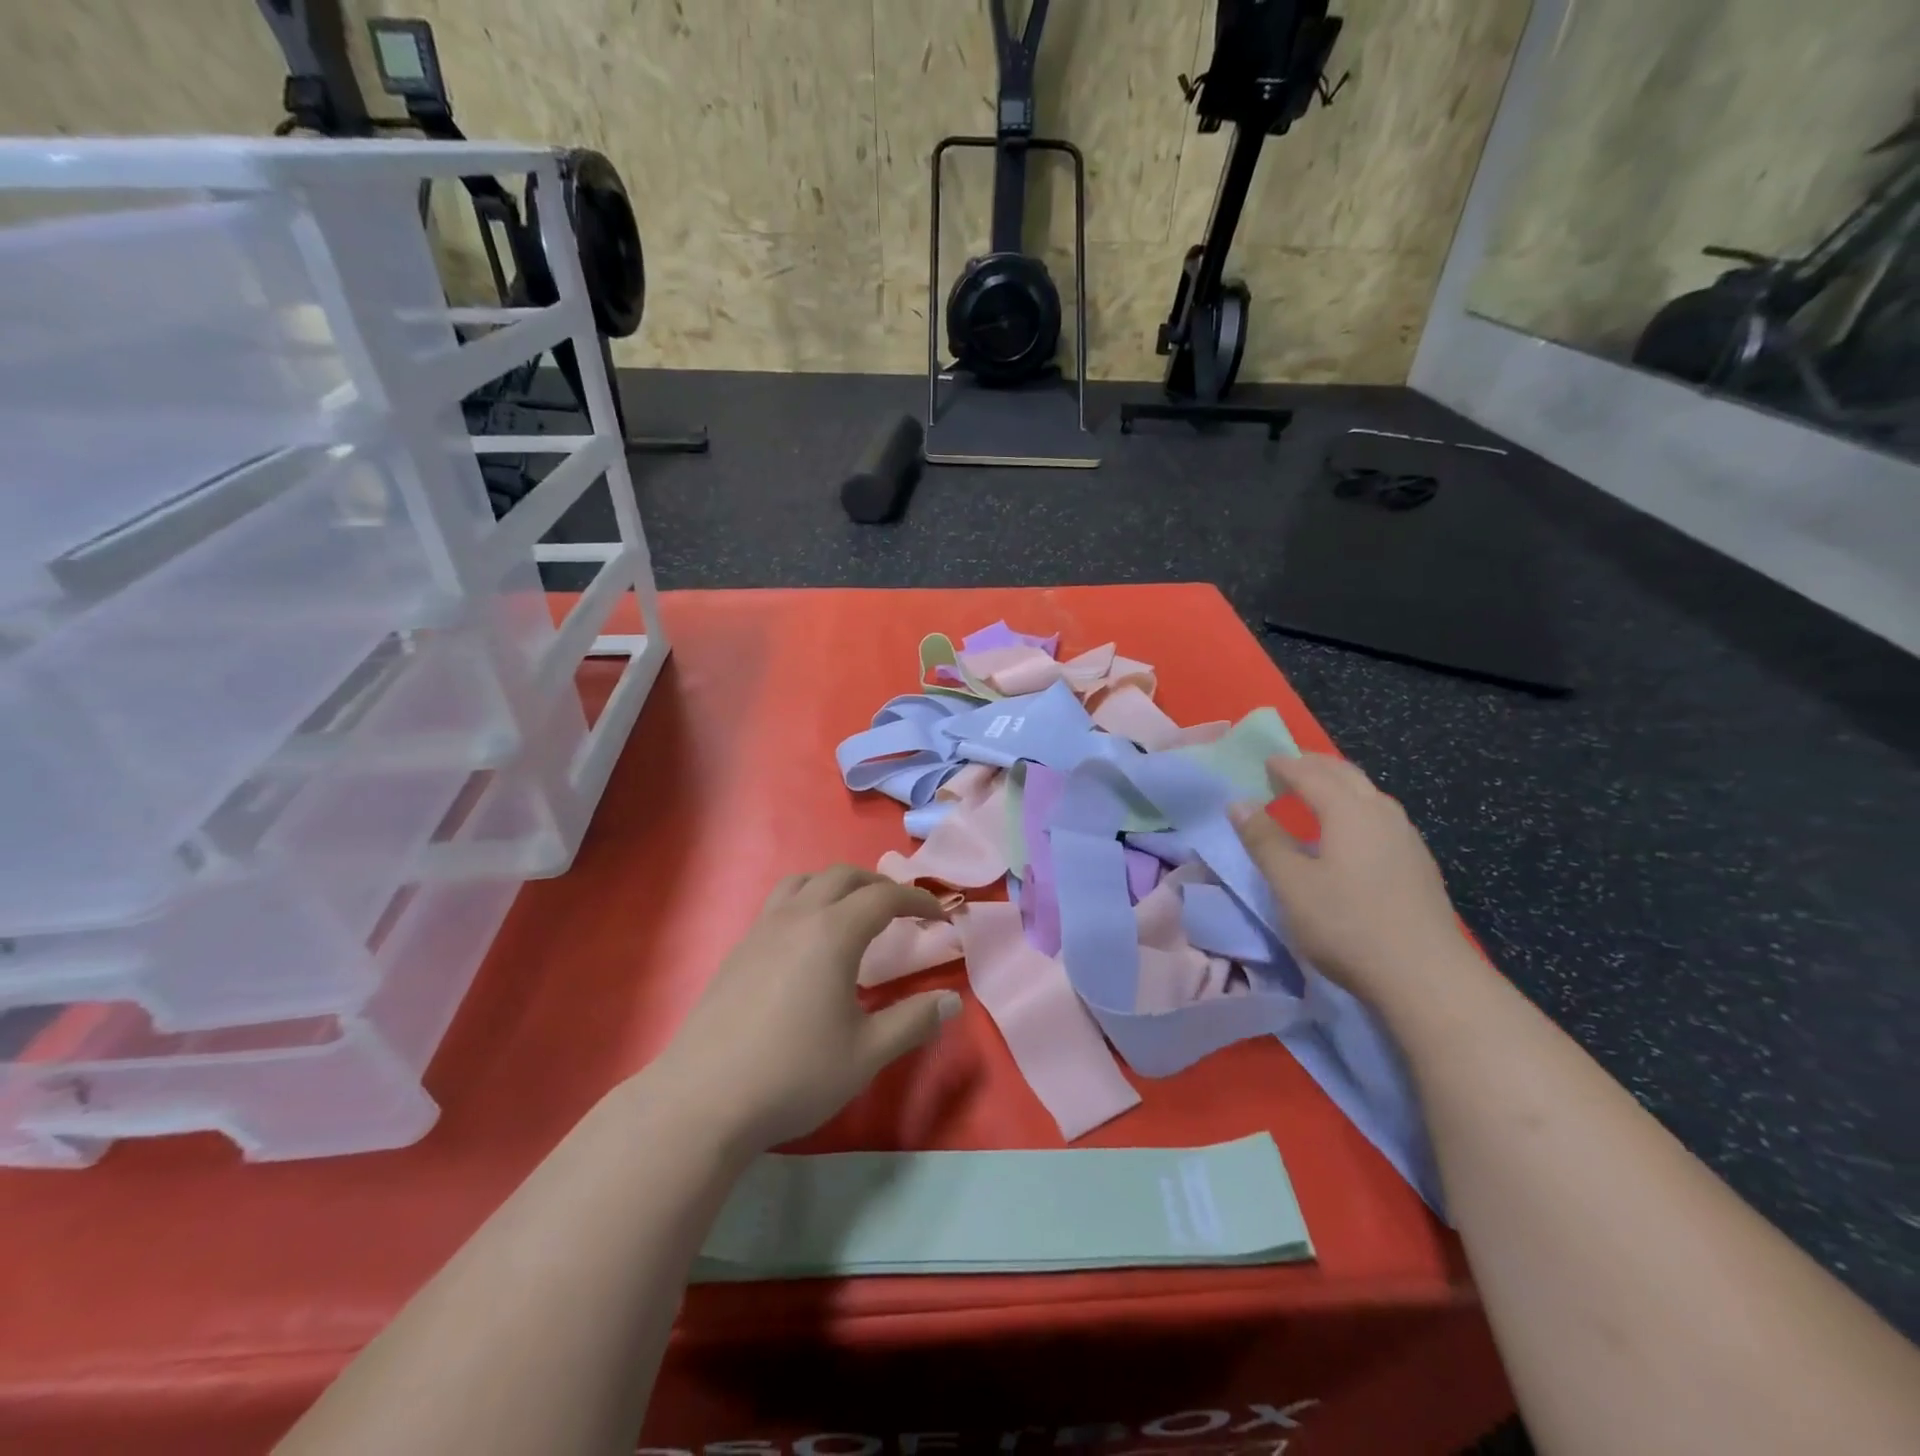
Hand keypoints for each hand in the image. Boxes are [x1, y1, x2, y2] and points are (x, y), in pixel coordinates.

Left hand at [655, 866, 961, 1153]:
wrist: (702, 1100)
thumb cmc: (794, 1074)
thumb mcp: (866, 1054)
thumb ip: (913, 1021)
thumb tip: (951, 1001)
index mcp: (833, 933)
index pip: (884, 897)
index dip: (918, 899)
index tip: (940, 916)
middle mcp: (797, 917)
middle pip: (844, 876)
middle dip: (879, 885)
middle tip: (902, 910)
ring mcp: (761, 930)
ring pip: (805, 881)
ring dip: (838, 885)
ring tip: (854, 912)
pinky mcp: (739, 950)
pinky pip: (780, 903)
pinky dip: (808, 901)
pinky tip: (808, 942)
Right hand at [1229, 753, 1466, 1004]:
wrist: (1427, 977)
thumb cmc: (1347, 925)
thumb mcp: (1291, 884)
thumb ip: (1264, 840)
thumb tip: (1239, 803)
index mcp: (1349, 811)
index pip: (1311, 774)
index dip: (1285, 766)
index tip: (1264, 761)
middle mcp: (1382, 814)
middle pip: (1346, 775)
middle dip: (1314, 766)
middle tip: (1287, 768)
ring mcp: (1407, 839)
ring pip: (1368, 795)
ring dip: (1338, 786)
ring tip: (1315, 795)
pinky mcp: (1418, 865)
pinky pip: (1380, 817)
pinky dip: (1355, 808)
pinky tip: (1349, 834)